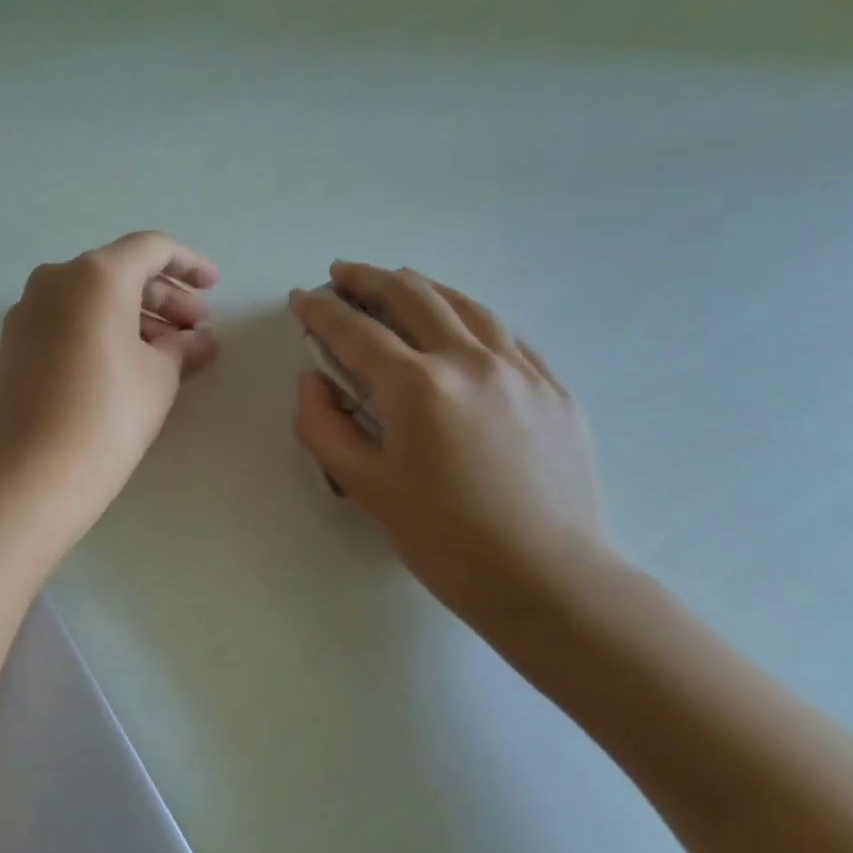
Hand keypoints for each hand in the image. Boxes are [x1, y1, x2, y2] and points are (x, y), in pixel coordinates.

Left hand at [0, 231, 218, 539]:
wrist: (37, 471)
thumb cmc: (111, 413)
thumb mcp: (160, 376)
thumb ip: (183, 346)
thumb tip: (199, 341)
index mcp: (96, 274)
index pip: (151, 249)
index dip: (189, 264)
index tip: (213, 288)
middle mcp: (55, 279)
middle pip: (119, 272)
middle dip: (163, 297)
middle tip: (195, 329)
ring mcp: (27, 310)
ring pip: (90, 298)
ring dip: (132, 315)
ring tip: (166, 350)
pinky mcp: (13, 342)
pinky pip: (66, 320)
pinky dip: (99, 329)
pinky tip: (124, 361)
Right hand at [290, 262, 610, 620]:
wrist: (548, 578)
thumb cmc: (443, 538)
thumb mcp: (364, 487)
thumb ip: (324, 426)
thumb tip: (314, 381)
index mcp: (417, 386)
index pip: (355, 331)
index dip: (320, 311)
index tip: (300, 298)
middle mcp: (470, 361)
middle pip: (412, 298)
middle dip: (369, 279)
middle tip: (341, 273)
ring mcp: (519, 370)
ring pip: (464, 306)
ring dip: (422, 287)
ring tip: (397, 281)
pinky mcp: (552, 388)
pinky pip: (505, 334)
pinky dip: (469, 317)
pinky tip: (459, 323)